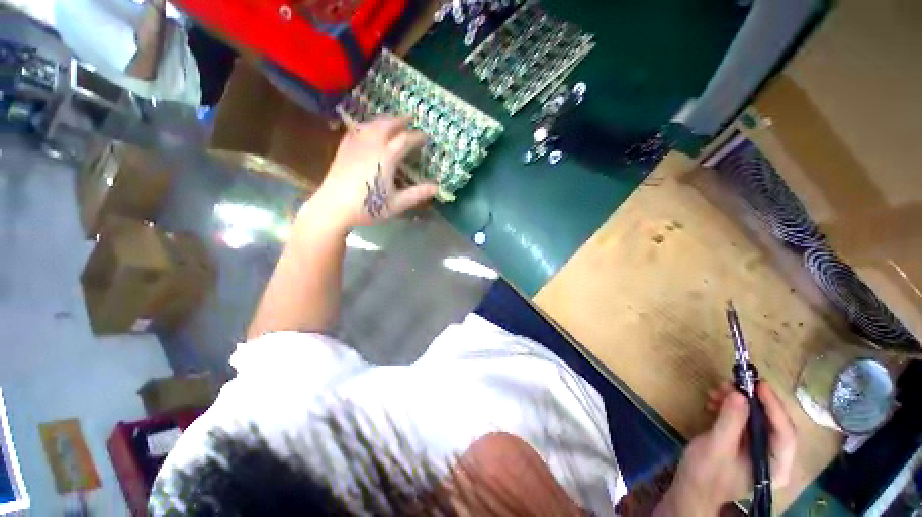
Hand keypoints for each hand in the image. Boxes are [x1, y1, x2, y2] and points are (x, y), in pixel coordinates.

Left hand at [305, 116, 437, 231]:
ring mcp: (355, 145)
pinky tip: (366, 128)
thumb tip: (436, 188)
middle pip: (387, 125)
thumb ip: (417, 194)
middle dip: (400, 120)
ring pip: (371, 125)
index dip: (417, 137)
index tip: (425, 137)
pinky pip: (356, 130)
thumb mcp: (397, 204)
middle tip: (410, 118)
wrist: (333, 208)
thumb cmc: (368, 207)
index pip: (405, 140)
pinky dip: (365, 125)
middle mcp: (371, 146)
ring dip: (383, 120)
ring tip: (391, 120)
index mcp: (386, 158)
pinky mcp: (343, 149)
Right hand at [655, 382, 796, 515]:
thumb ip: (730, 421)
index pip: (785, 434)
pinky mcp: (744, 444)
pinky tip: (715, 401)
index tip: (759, 385)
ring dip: (739, 402)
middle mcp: (773, 458)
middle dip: (753, 402)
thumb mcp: (716, 446)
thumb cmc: (705, 473)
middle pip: (773, 424)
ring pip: (758, 419)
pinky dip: (731, 408)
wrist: (690, 488)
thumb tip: (739, 394)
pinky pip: (745, 421)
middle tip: (732, 383)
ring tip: (717, 390)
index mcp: (775, 466)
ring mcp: (759, 451)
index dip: (774, 407)